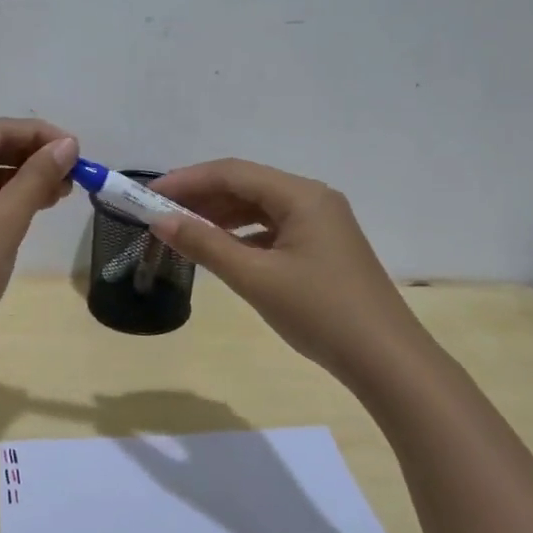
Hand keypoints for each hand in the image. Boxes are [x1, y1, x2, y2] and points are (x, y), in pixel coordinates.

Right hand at [148, 159, 421, 383]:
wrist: (385, 359)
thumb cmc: (319, 312)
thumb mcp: (255, 278)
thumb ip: (205, 244)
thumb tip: (160, 221)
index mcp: (302, 196)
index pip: (233, 173)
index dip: (187, 181)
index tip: (148, 195)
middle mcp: (313, 199)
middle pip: (246, 186)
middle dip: (201, 197)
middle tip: (159, 214)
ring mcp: (321, 224)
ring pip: (259, 208)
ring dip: (219, 215)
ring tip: (181, 230)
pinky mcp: (322, 248)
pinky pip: (272, 229)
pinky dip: (241, 235)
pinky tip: (220, 249)